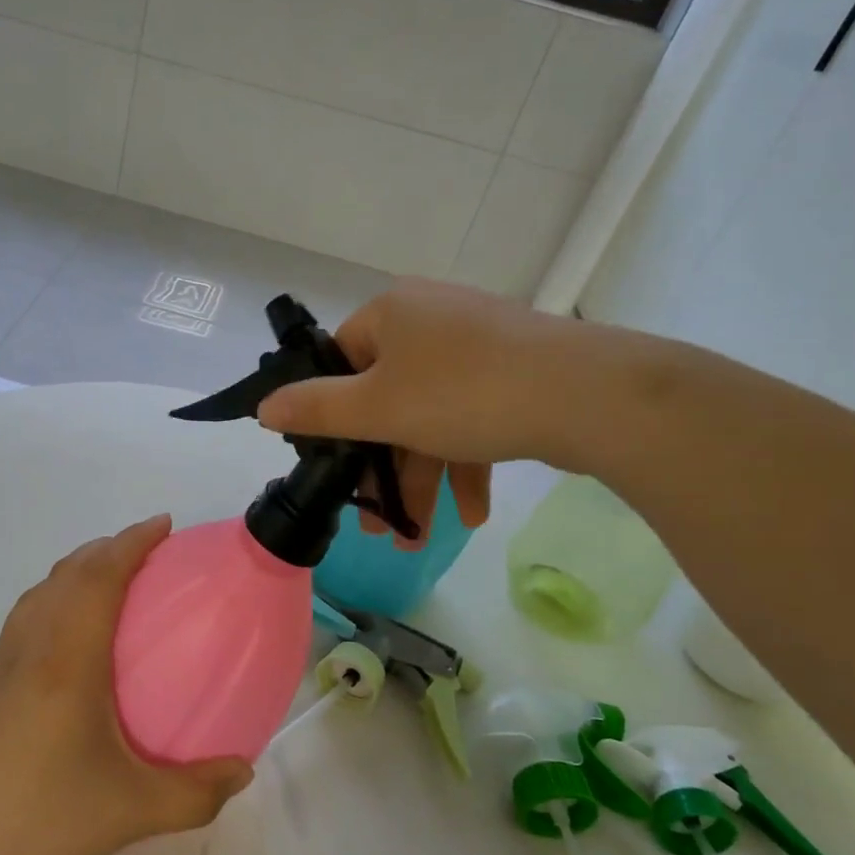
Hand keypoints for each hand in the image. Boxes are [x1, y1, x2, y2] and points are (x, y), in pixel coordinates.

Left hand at [0, 515, 252, 854]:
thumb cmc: (43, 824)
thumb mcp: (132, 813)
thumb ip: (196, 792)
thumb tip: (243, 770)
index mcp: (65, 660)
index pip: (98, 576)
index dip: (131, 541)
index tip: (163, 524)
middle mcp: (29, 649)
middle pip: (67, 573)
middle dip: (108, 548)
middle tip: (148, 551)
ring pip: (39, 593)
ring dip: (77, 570)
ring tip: (112, 582)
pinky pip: (24, 620)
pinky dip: (54, 600)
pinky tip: (70, 641)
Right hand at [258, 279, 627, 536]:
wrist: (591, 395)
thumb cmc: (466, 393)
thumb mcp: (379, 408)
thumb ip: (317, 409)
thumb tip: (264, 407)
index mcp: (392, 314)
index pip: (339, 361)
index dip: (331, 415)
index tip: (334, 465)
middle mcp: (430, 319)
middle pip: (386, 398)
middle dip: (382, 467)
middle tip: (378, 522)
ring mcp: (476, 345)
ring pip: (429, 416)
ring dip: (421, 478)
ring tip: (418, 539)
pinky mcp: (513, 372)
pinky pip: (471, 417)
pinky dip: (465, 463)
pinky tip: (471, 514)